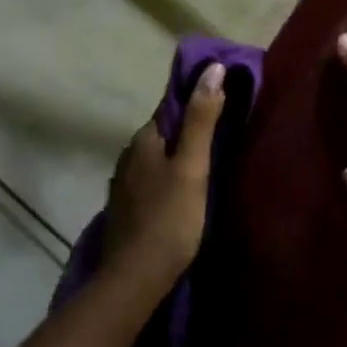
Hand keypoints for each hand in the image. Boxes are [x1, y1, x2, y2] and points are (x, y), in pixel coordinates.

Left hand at [101, 62, 225, 296]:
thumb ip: (202, 118)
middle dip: (188, 132)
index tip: (224, 106)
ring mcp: (123, 185)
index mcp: (144, 140)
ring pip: (156, 159)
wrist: (135, 279)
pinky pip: (151, 182)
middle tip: (222, 139)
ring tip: (207, 167)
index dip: (197, 104)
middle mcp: (127, 156)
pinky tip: (182, 194)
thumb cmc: (170, 218)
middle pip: (164, 134)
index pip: (171, 108)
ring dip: (177, 158)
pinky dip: (167, 180)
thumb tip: (212, 68)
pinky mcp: (125, 210)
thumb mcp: (193, 165)